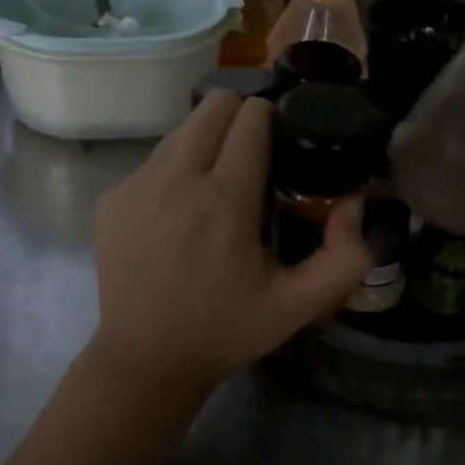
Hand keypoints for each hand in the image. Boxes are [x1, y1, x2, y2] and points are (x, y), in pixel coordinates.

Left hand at [88, 91, 371, 388]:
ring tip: (214, 187)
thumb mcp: (299, 305)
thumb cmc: (226, 330)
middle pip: (213, 104)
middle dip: (238, 117)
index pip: (251, 117)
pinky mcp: (111, 199)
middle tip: (251, 156)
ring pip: (180, 130)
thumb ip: (345, 257)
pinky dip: (172, 172)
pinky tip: (177, 215)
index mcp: (225, 198)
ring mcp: (136, 185)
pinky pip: (152, 161)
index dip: (273, 120)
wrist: (145, 360)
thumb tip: (353, 203)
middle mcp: (176, 178)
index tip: (281, 144)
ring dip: (204, 144)